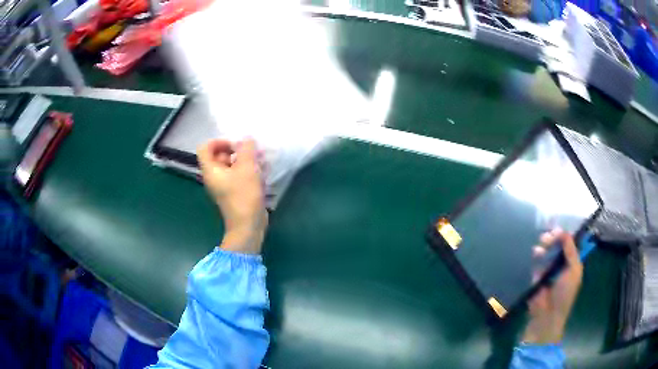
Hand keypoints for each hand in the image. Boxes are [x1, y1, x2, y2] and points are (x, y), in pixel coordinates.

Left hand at [197, 139, 267, 253]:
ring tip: (261, 161)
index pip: (205, 148)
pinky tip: (263, 172)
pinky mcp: (235, 193)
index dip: (219, 141)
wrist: (248, 226)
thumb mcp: (247, 168)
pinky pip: (239, 176)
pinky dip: (249, 171)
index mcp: (211, 170)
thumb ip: (247, 149)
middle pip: (220, 156)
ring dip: (246, 160)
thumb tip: (247, 139)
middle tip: (252, 152)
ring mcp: (224, 186)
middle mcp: (215, 177)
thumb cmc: (244, 195)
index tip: (235, 145)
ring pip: (232, 166)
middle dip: (237, 150)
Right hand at [522, 229, 582, 343]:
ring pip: (547, 251)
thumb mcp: (574, 270)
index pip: (570, 244)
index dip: (565, 235)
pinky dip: (537, 255)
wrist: (547, 315)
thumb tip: (565, 232)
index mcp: (573, 263)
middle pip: (558, 245)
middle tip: (549, 235)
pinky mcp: (537, 276)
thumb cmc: (565, 293)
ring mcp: (549, 270)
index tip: (558, 229)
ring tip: (542, 243)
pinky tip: (536, 253)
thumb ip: (571, 251)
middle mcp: (562, 264)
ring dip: (545, 244)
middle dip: (553, 238)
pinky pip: (538, 261)